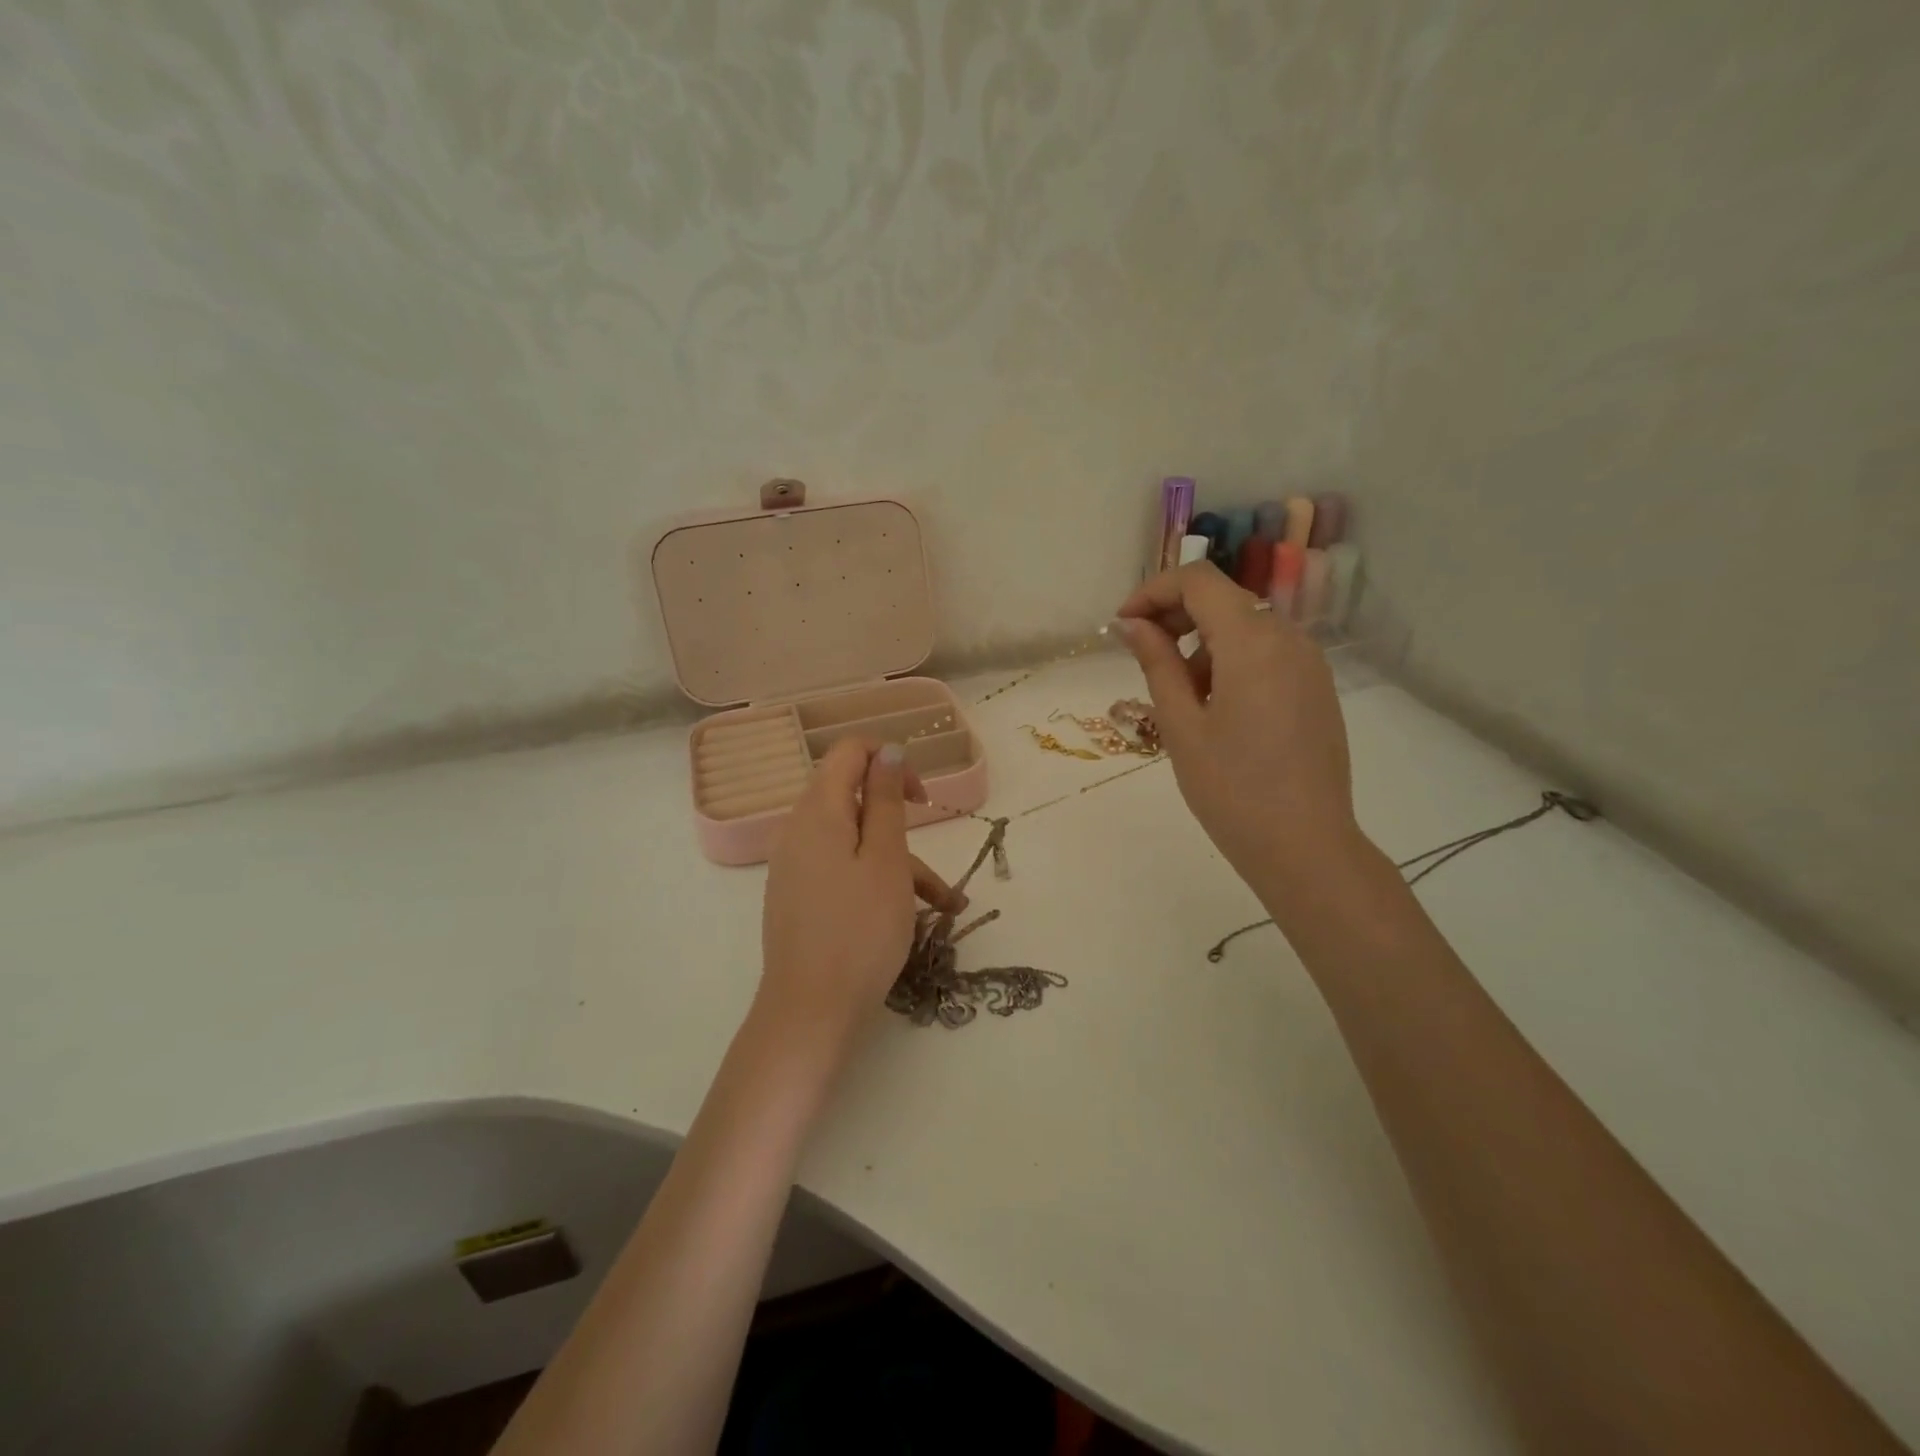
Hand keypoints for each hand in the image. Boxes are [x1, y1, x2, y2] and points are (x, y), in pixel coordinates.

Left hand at [758, 739, 963, 1057]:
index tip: (920, 796)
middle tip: (936, 844)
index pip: (849, 752)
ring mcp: (795, 867)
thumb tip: (887, 750)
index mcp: (817, 811)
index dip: (889, 761)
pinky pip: (843, 871)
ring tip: (947, 904)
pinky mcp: (799, 897)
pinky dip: (878, 882)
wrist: (811, 1012)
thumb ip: (885, 799)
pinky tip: (914, 915)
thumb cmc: (860, 930)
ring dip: (901, 863)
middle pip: (854, 800)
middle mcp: (798, 831)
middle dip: (901, 820)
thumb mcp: (886, 859)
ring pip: (855, 843)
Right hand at [1113, 561, 1360, 891]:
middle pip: (1223, 598)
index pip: (1198, 580)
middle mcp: (1288, 637)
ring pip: (1244, 626)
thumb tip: (1131, 624)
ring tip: (1181, 700)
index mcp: (1252, 641)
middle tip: (1142, 657)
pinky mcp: (1316, 687)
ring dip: (1202, 644)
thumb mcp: (1180, 724)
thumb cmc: (1231, 789)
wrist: (1305, 846)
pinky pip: (1266, 652)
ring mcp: (1309, 662)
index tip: (1123, 627)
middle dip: (1175, 616)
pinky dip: (1231, 661)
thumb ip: (1156, 663)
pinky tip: (1217, 709)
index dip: (1153, 592)